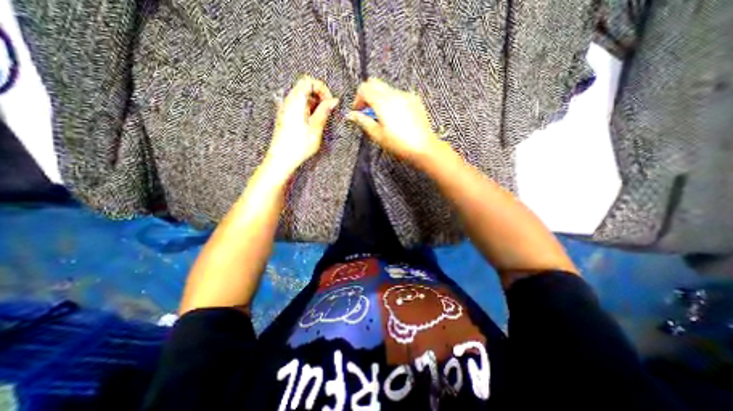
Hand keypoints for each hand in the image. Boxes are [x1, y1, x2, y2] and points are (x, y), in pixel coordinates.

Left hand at [267, 75, 340, 178]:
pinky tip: (311, 123)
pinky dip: (307, 110)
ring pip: (302, 97)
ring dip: (314, 104)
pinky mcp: (285, 116)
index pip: (308, 81)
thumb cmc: (297, 146)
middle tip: (327, 111)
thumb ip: (324, 112)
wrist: (281, 159)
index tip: (329, 101)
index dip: (321, 88)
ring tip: (320, 120)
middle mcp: (287, 102)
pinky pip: (297, 106)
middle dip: (319, 96)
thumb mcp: (315, 129)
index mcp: (295, 102)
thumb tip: (333, 101)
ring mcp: (285, 109)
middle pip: (304, 87)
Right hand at [346, 77, 436, 163]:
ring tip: (382, 117)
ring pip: (387, 88)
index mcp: (383, 102)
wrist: (423, 148)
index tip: (358, 111)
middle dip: (368, 95)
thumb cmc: (399, 144)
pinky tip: (395, 117)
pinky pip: (399, 94)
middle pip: (375, 83)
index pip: (364, 88)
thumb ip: (363, 121)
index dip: (357, 99)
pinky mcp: (415, 100)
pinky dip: (392, 101)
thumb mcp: (377, 135)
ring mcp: (406, 96)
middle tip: (368, 112)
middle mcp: (394, 94)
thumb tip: (350, 115)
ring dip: (380, 98)